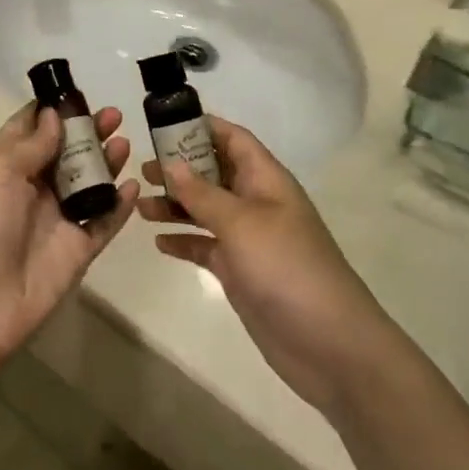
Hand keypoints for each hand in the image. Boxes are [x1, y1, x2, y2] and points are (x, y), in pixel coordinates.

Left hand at [0, 104, 137, 366]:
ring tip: (125, 143)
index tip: (79, 92)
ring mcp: (56, 219)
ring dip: (107, 161)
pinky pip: (104, 221)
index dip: (53, 109)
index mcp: (3, 165)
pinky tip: (133, 187)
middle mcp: (31, 188)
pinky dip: (119, 205)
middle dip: (88, 131)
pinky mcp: (77, 249)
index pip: (30, 128)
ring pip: (89, 182)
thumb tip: (53, 115)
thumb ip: (31, 143)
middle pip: (66, 152)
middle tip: (114, 115)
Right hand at [142, 118, 392, 416]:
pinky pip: (205, 246)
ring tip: (139, 205)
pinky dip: (183, 241)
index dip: (202, 127)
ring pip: (205, 210)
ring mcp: (248, 239)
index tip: (162, 125)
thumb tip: (171, 164)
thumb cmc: (287, 267)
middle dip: (180, 168)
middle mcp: (256, 203)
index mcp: (266, 180)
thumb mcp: (241, 222)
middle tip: (141, 168)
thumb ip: (202, 193)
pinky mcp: (240, 272)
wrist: (329, 344)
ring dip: (175, 205)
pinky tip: (158, 243)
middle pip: (214, 173)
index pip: (233, 139)